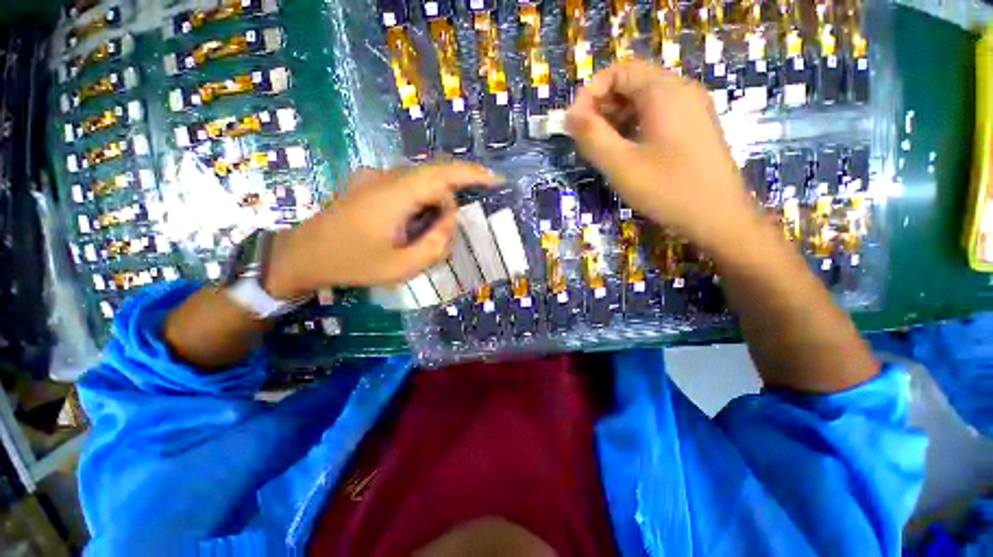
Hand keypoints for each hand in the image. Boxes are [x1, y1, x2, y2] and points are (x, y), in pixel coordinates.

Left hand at [264, 162, 500, 297]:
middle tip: (444, 235)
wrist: (302, 255)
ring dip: (432, 207)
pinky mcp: (368, 183)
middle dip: (448, 205)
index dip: (472, 174)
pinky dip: (419, 204)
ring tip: (421, 236)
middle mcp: (385, 177)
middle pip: (434, 179)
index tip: (495, 179)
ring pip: (421, 183)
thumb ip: (435, 245)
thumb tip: (450, 221)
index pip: (443, 174)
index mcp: (394, 194)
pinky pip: (406, 186)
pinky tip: (408, 226)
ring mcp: (374, 177)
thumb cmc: (352, 263)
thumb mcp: (401, 267)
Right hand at [566, 59, 758, 250]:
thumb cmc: (668, 189)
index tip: (575, 123)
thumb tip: (570, 116)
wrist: (719, 217)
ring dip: (615, 118)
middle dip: (601, 106)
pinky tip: (624, 152)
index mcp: (664, 92)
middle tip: (585, 139)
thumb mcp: (621, 165)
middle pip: (632, 83)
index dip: (591, 92)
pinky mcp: (693, 128)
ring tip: (601, 148)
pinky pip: (656, 116)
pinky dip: (633, 127)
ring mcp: (691, 109)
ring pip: (643, 101)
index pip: (619, 70)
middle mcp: (681, 91)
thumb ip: (592, 137)